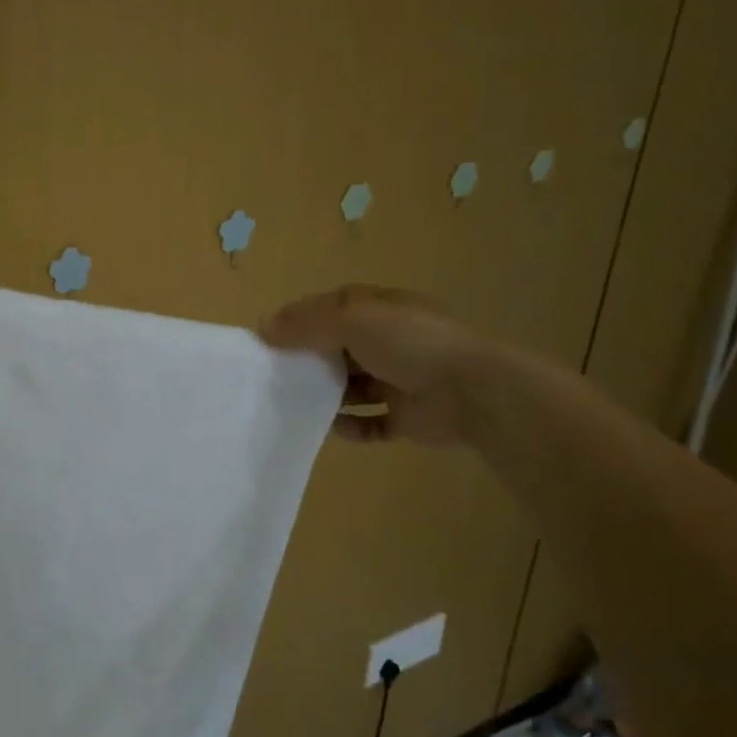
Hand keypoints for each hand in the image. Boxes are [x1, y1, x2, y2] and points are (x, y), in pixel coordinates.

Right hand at [260, 285, 487, 444]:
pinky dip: (352, 426)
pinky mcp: (408, 416)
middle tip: (277, 375)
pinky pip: (372, 423)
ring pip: (353, 386)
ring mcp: (401, 379)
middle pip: (339, 348)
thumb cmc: (410, 343)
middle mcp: (391, 341)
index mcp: (381, 309)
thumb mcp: (351, 319)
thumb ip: (306, 323)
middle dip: (310, 360)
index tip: (269, 339)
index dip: (301, 319)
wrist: (473, 392)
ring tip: (298, 404)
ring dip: (328, 395)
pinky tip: (335, 428)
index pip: (332, 308)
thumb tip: (263, 329)